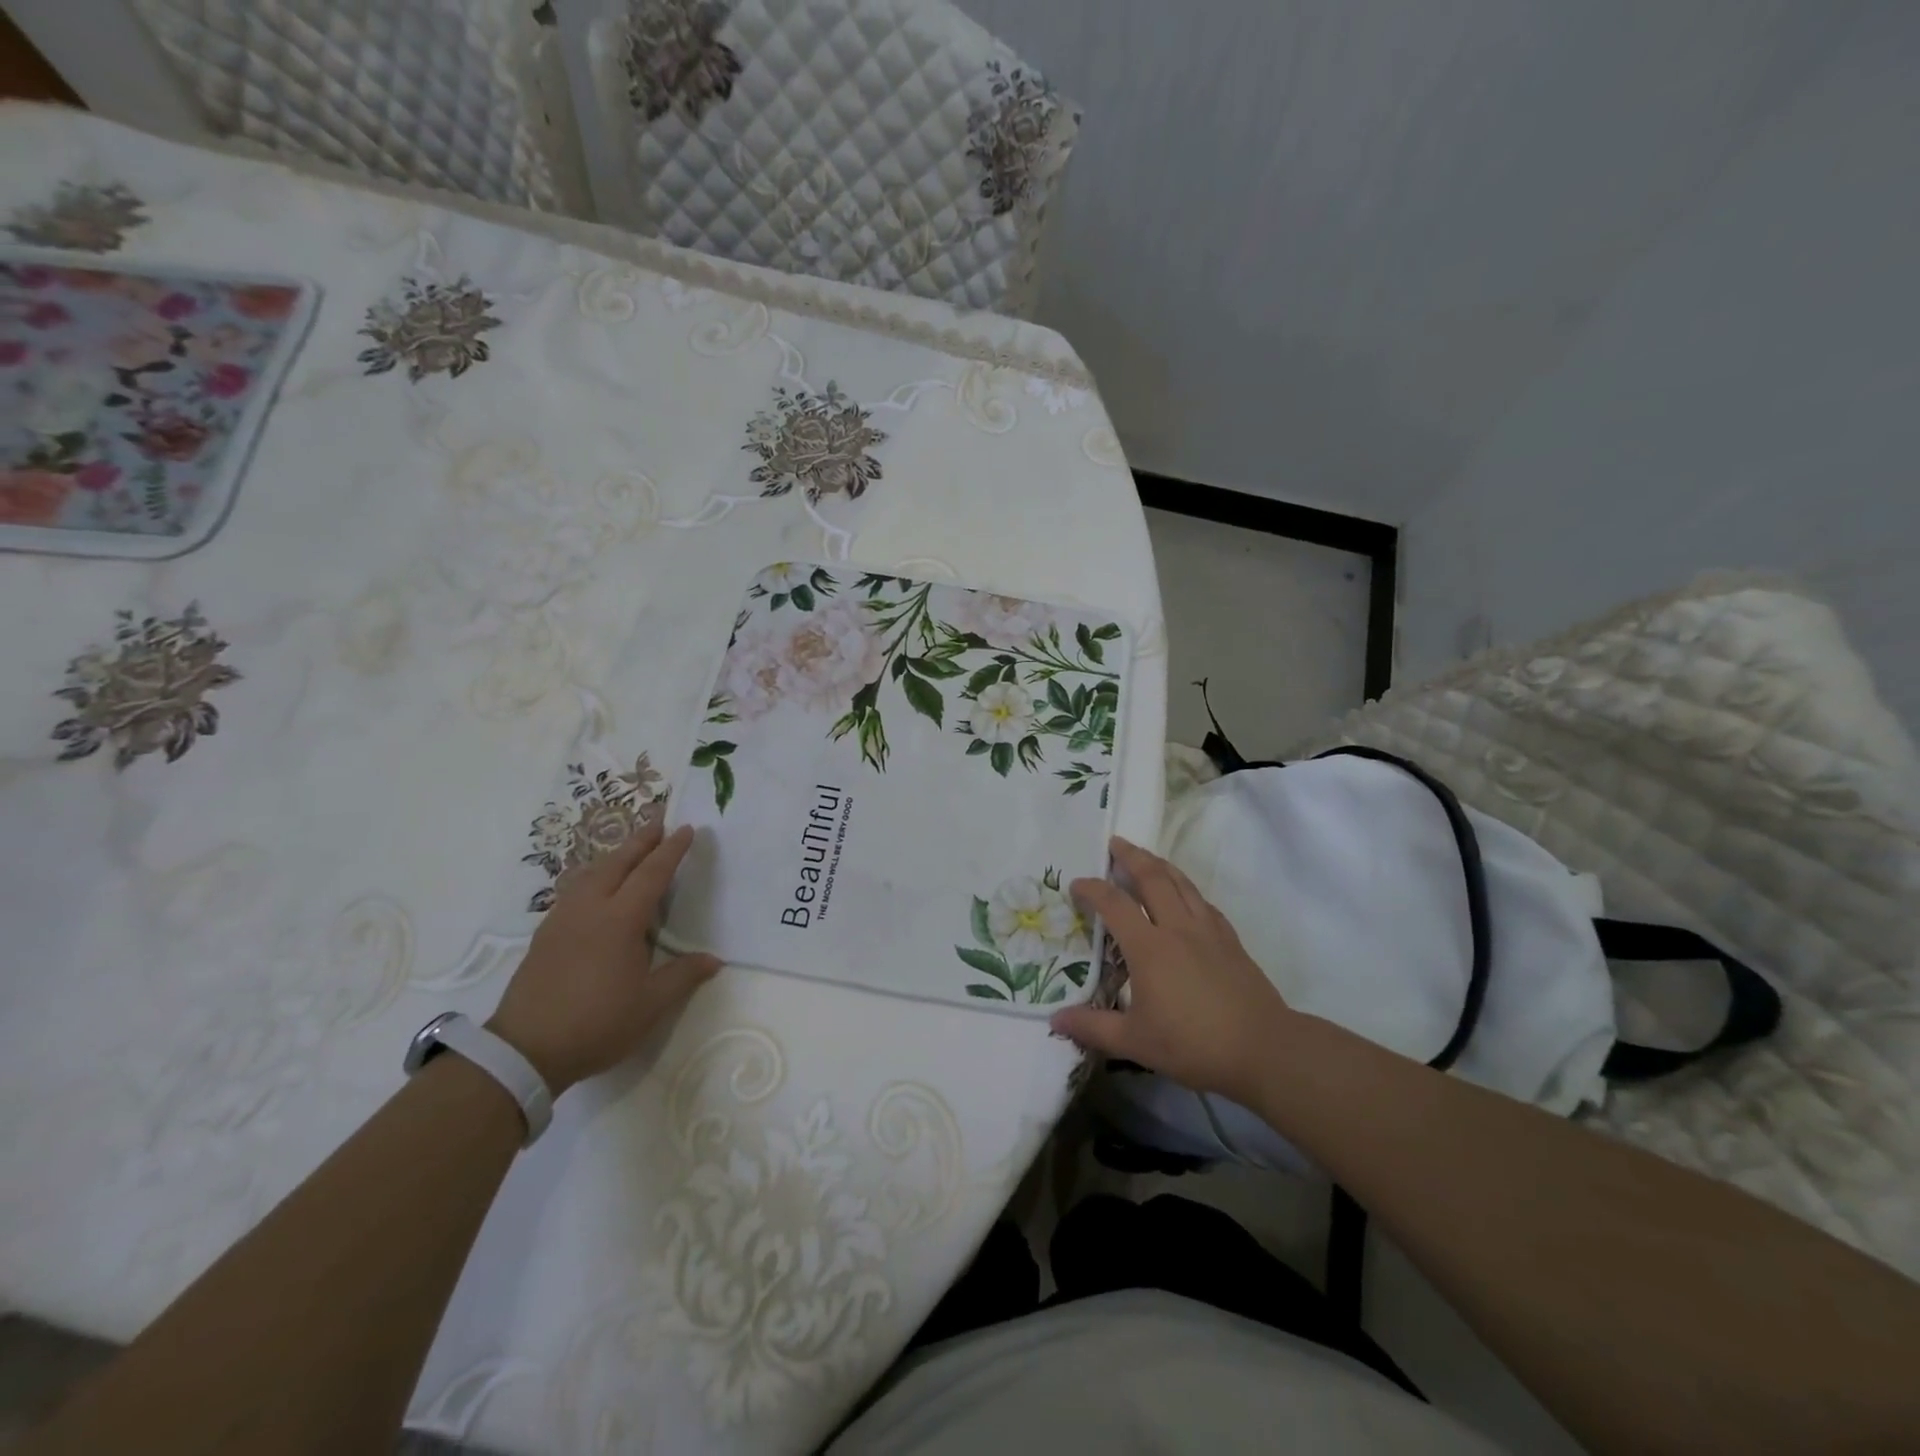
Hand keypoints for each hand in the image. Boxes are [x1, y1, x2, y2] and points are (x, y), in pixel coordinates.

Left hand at [488, 822, 719, 1095]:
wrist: (524, 1050)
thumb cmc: (596, 1024)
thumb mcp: (650, 1005)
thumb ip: (683, 976)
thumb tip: (714, 960)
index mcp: (620, 920)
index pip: (651, 873)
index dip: (671, 850)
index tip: (685, 828)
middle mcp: (590, 909)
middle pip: (618, 862)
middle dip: (641, 840)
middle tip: (659, 821)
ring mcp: (563, 919)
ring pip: (591, 872)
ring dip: (615, 855)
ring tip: (630, 849)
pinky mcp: (546, 934)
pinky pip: (575, 889)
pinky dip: (594, 875)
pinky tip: (596, 887)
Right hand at [1051, 837, 1292, 1103]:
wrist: (1263, 1048)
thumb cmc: (1193, 1044)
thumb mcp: (1135, 1042)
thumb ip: (1092, 1027)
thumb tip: (1054, 1020)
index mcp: (1149, 947)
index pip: (1114, 904)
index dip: (1092, 889)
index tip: (1077, 884)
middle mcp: (1177, 928)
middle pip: (1152, 878)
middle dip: (1131, 856)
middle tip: (1115, 842)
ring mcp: (1207, 930)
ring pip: (1181, 883)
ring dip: (1159, 864)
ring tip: (1145, 856)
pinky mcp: (1230, 940)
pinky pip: (1202, 901)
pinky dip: (1186, 888)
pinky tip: (1184, 894)